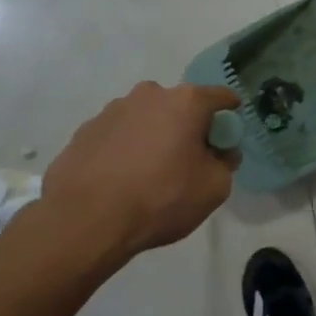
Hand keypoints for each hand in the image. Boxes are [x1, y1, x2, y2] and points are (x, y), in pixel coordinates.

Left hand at [41, 82, 239, 255]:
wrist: (86, 220)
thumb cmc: (161, 199)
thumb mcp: (214, 188)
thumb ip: (226, 163)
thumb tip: (222, 152)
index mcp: (186, 102)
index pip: (221, 96)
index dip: (230, 113)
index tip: (230, 133)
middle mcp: (149, 95)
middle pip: (180, 105)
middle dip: (188, 126)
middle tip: (189, 158)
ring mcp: (112, 110)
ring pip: (146, 118)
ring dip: (155, 136)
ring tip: (151, 172)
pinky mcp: (85, 131)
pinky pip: (118, 135)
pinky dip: (126, 149)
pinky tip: (123, 178)